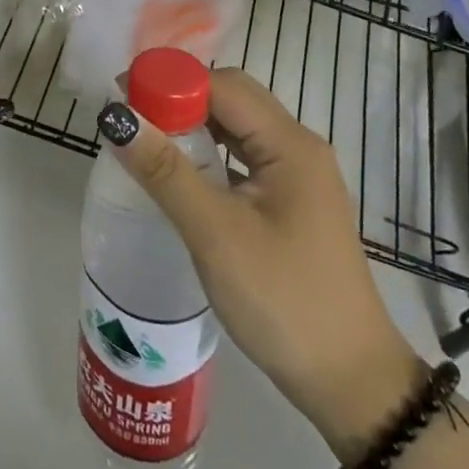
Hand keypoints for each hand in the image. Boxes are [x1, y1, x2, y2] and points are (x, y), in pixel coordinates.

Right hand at [99, 69, 424, 458]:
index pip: (222, 85)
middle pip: (231, 99)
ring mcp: (299, 176)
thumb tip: (117, 117)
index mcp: (289, 144)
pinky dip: (210, 155)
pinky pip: (244, 159)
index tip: (122, 95)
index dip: (171, 82)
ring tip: (147, 142)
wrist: (352, 385)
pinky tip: (182, 178)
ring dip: (193, 127)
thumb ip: (166, 171)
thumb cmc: (284, 302)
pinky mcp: (292, 203)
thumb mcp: (217, 235)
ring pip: (237, 129)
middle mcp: (298, 147)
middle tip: (131, 120)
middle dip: (180, 100)